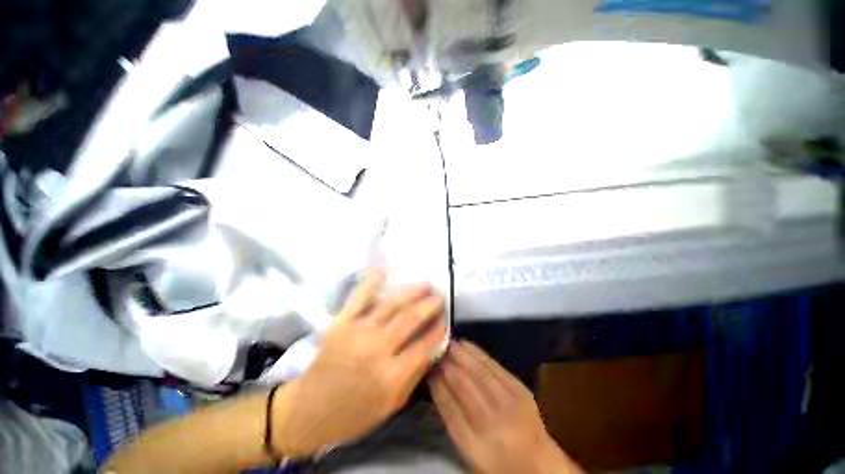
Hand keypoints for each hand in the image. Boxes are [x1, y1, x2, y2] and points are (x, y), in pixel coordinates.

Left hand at [272, 271, 446, 457]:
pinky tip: (383, 269)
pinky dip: (372, 281)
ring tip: (425, 284)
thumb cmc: (354, 414)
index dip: (438, 329)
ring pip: (391, 305)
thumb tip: (433, 347)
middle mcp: (376, 349)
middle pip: (410, 319)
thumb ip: (415, 374)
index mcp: (391, 376)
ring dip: (411, 292)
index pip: (424, 345)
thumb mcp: (392, 405)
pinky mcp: (341, 322)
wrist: (308, 410)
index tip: (445, 319)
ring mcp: (357, 332)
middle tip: (439, 296)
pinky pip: (359, 297)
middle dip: (429, 305)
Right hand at [429, 342, 583, 473]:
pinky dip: (478, 354)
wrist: (541, 464)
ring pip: (479, 373)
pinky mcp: (521, 391)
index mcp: (476, 447)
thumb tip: (437, 383)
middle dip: (447, 365)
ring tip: (448, 343)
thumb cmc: (499, 461)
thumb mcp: (470, 452)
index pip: (449, 409)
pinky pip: (495, 367)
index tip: (428, 368)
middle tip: (435, 350)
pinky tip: (467, 345)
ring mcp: (510, 405)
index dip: (437, 385)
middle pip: (464, 386)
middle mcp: (493, 424)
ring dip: (461, 355)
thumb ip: (453, 419)